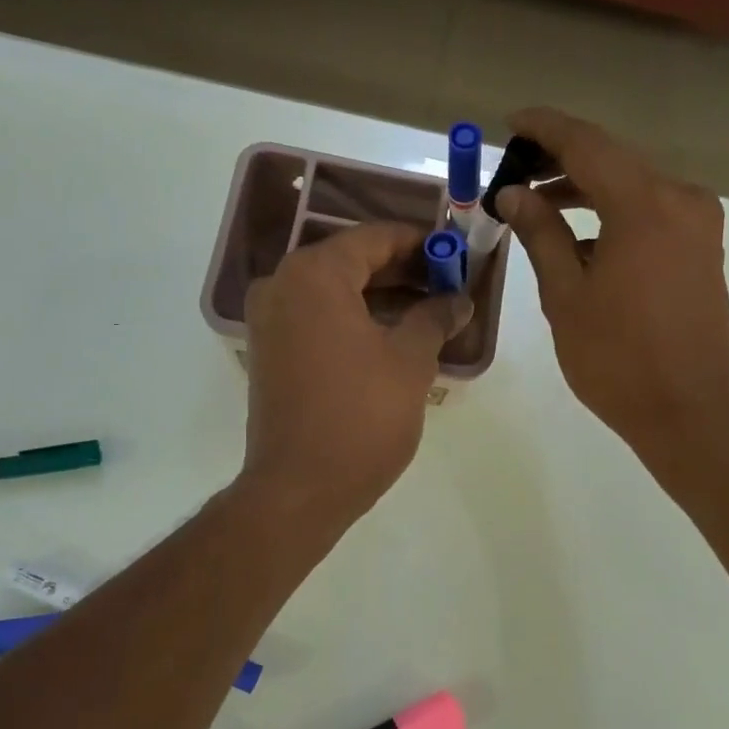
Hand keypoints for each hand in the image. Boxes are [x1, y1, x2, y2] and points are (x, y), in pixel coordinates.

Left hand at [239, 222, 471, 526]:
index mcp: (314, 275)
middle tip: (449, 283)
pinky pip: (318, 318)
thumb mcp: (410, 362)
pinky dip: (355, 319)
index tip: (456, 253)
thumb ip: (435, 317)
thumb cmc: (360, 418)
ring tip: (431, 310)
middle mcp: (282, 286)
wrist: (299, 489)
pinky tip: (395, 335)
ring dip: (381, 296)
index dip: (420, 243)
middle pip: (351, 261)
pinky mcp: (270, 353)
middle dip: (403, 270)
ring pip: (334, 292)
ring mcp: (270, 321)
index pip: (374, 238)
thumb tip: (458, 299)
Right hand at [497, 108, 728, 473]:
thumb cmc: (617, 358)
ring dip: (587, 189)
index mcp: (644, 205)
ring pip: (633, 187)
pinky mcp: (702, 248)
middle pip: (613, 161)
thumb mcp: (565, 295)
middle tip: (515, 171)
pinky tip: (579, 237)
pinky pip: (651, 213)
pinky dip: (613, 214)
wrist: (689, 410)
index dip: (545, 128)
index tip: (510, 122)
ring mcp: (698, 224)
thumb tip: (514, 194)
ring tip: (538, 204)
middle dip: (562, 161)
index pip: (587, 144)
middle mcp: (680, 199)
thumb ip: (541, 234)